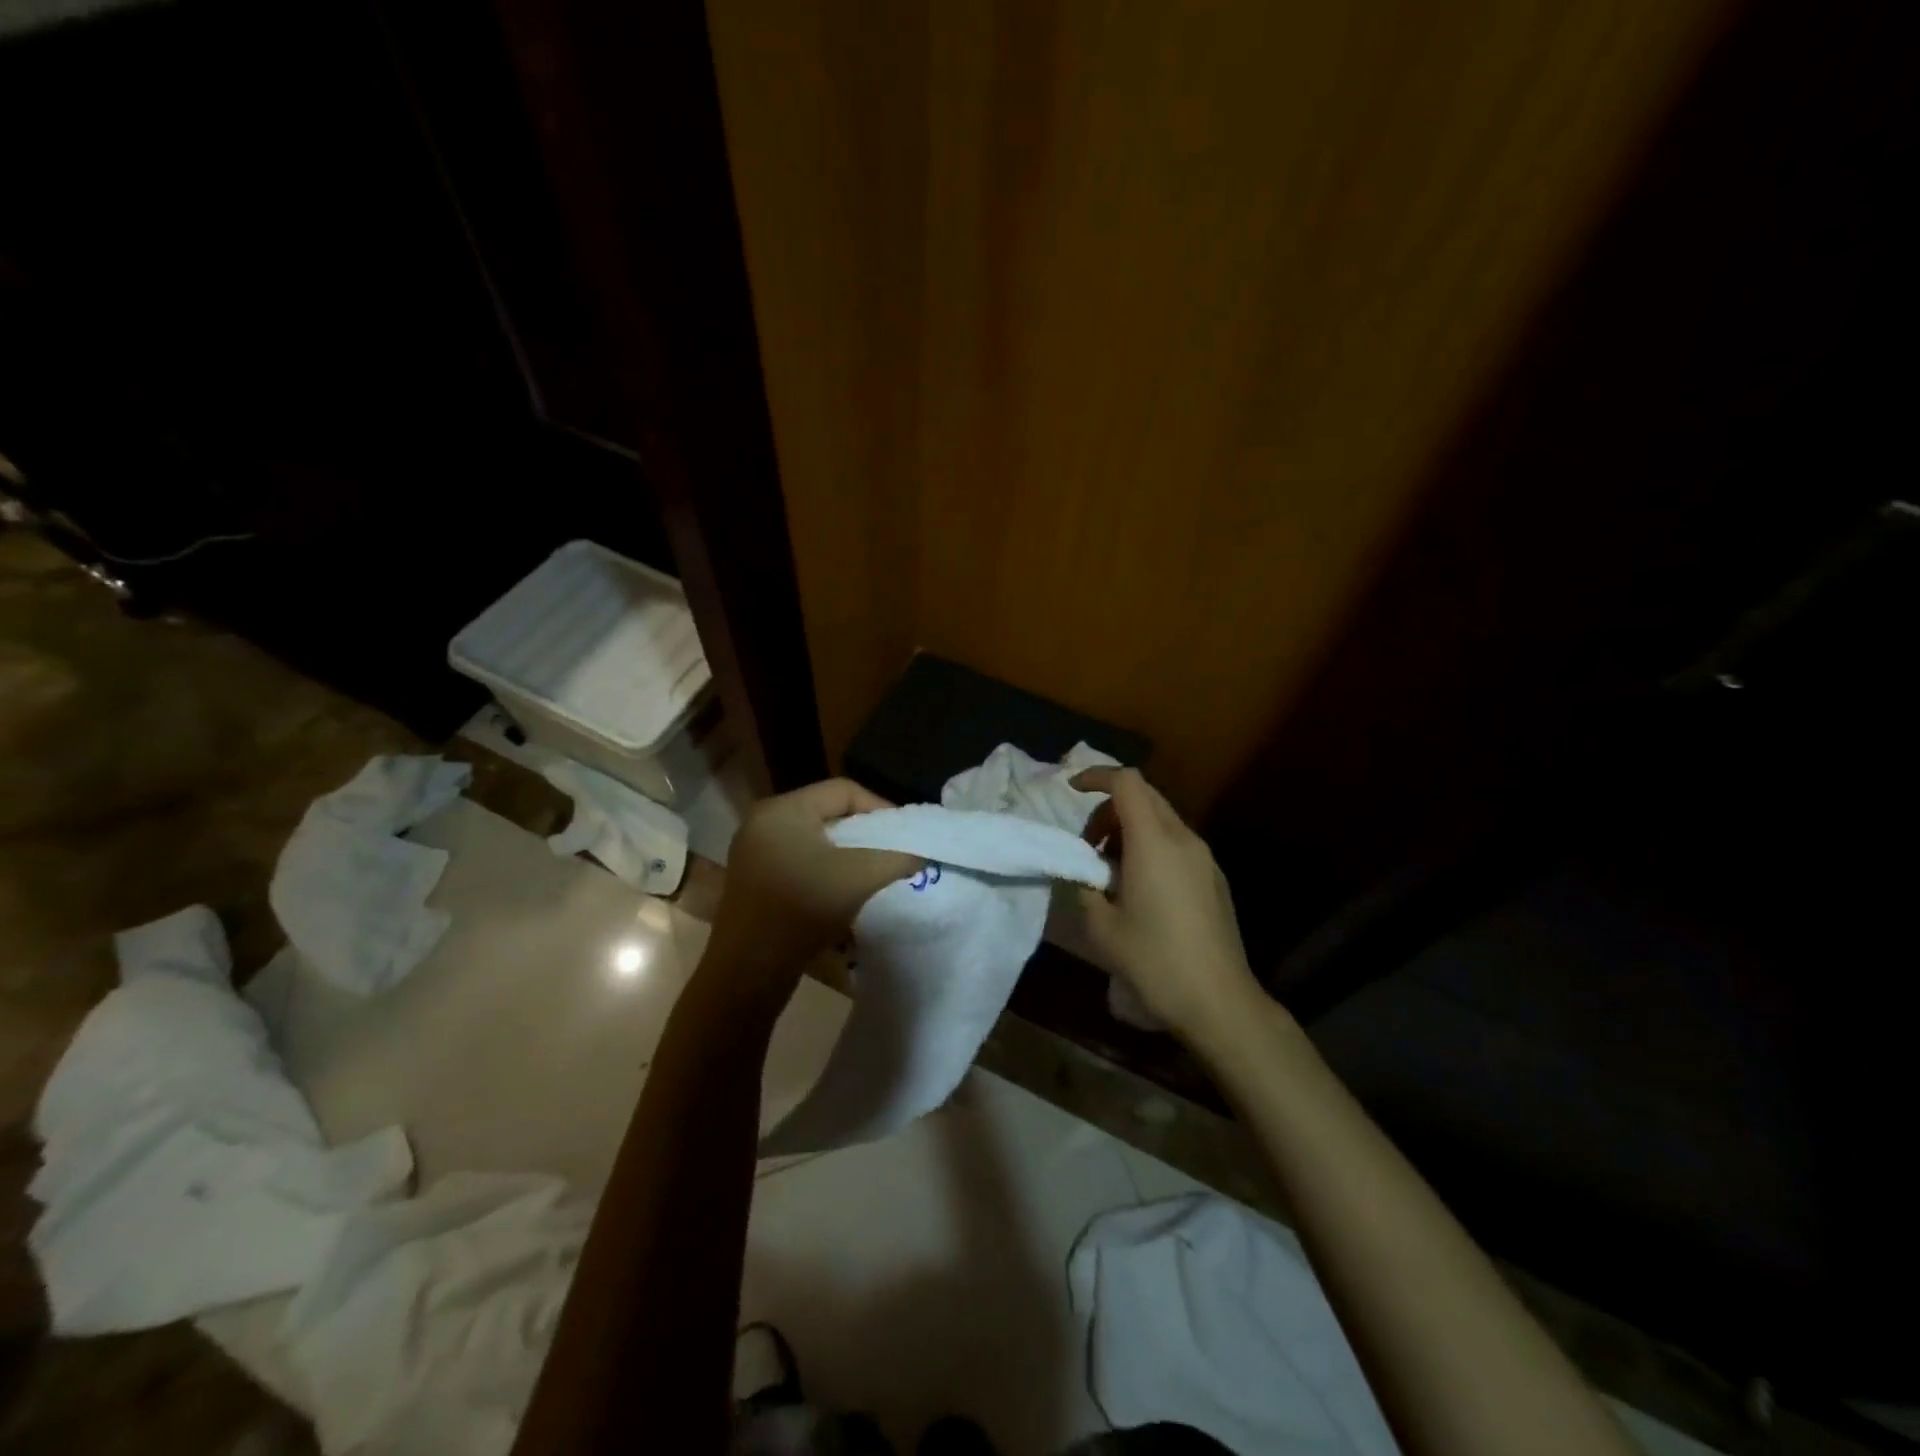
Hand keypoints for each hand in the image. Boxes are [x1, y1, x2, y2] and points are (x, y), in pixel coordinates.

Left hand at [706, 779, 918, 995]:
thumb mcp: (859, 878)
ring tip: (873, 872)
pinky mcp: (755, 880)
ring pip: (816, 840)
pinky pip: (800, 860)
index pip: (843, 790)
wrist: (747, 972)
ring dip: (848, 853)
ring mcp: (755, 852)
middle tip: (893, 852)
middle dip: (865, 832)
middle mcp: (764, 822)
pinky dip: (826, 869)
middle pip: (829, 813)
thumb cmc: (802, 910)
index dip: (880, 807)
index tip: (904, 835)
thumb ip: (896, 858)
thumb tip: (920, 853)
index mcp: (782, 809)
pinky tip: (843, 891)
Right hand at [1072, 767, 1263, 1044]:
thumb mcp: (1101, 926)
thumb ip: (1082, 885)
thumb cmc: (1154, 960)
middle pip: (1145, 795)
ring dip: (1130, 828)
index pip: (1126, 783)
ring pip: (1162, 818)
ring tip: (1111, 871)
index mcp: (1154, 842)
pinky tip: (1140, 888)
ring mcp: (1204, 857)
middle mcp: (1183, 839)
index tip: (1071, 791)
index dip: (1096, 776)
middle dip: (1109, 808)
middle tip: (1088, 845)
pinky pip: (1176, 842)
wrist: (1218, 1000)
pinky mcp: (1214, 877)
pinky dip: (1151, 845)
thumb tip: (1079, 869)